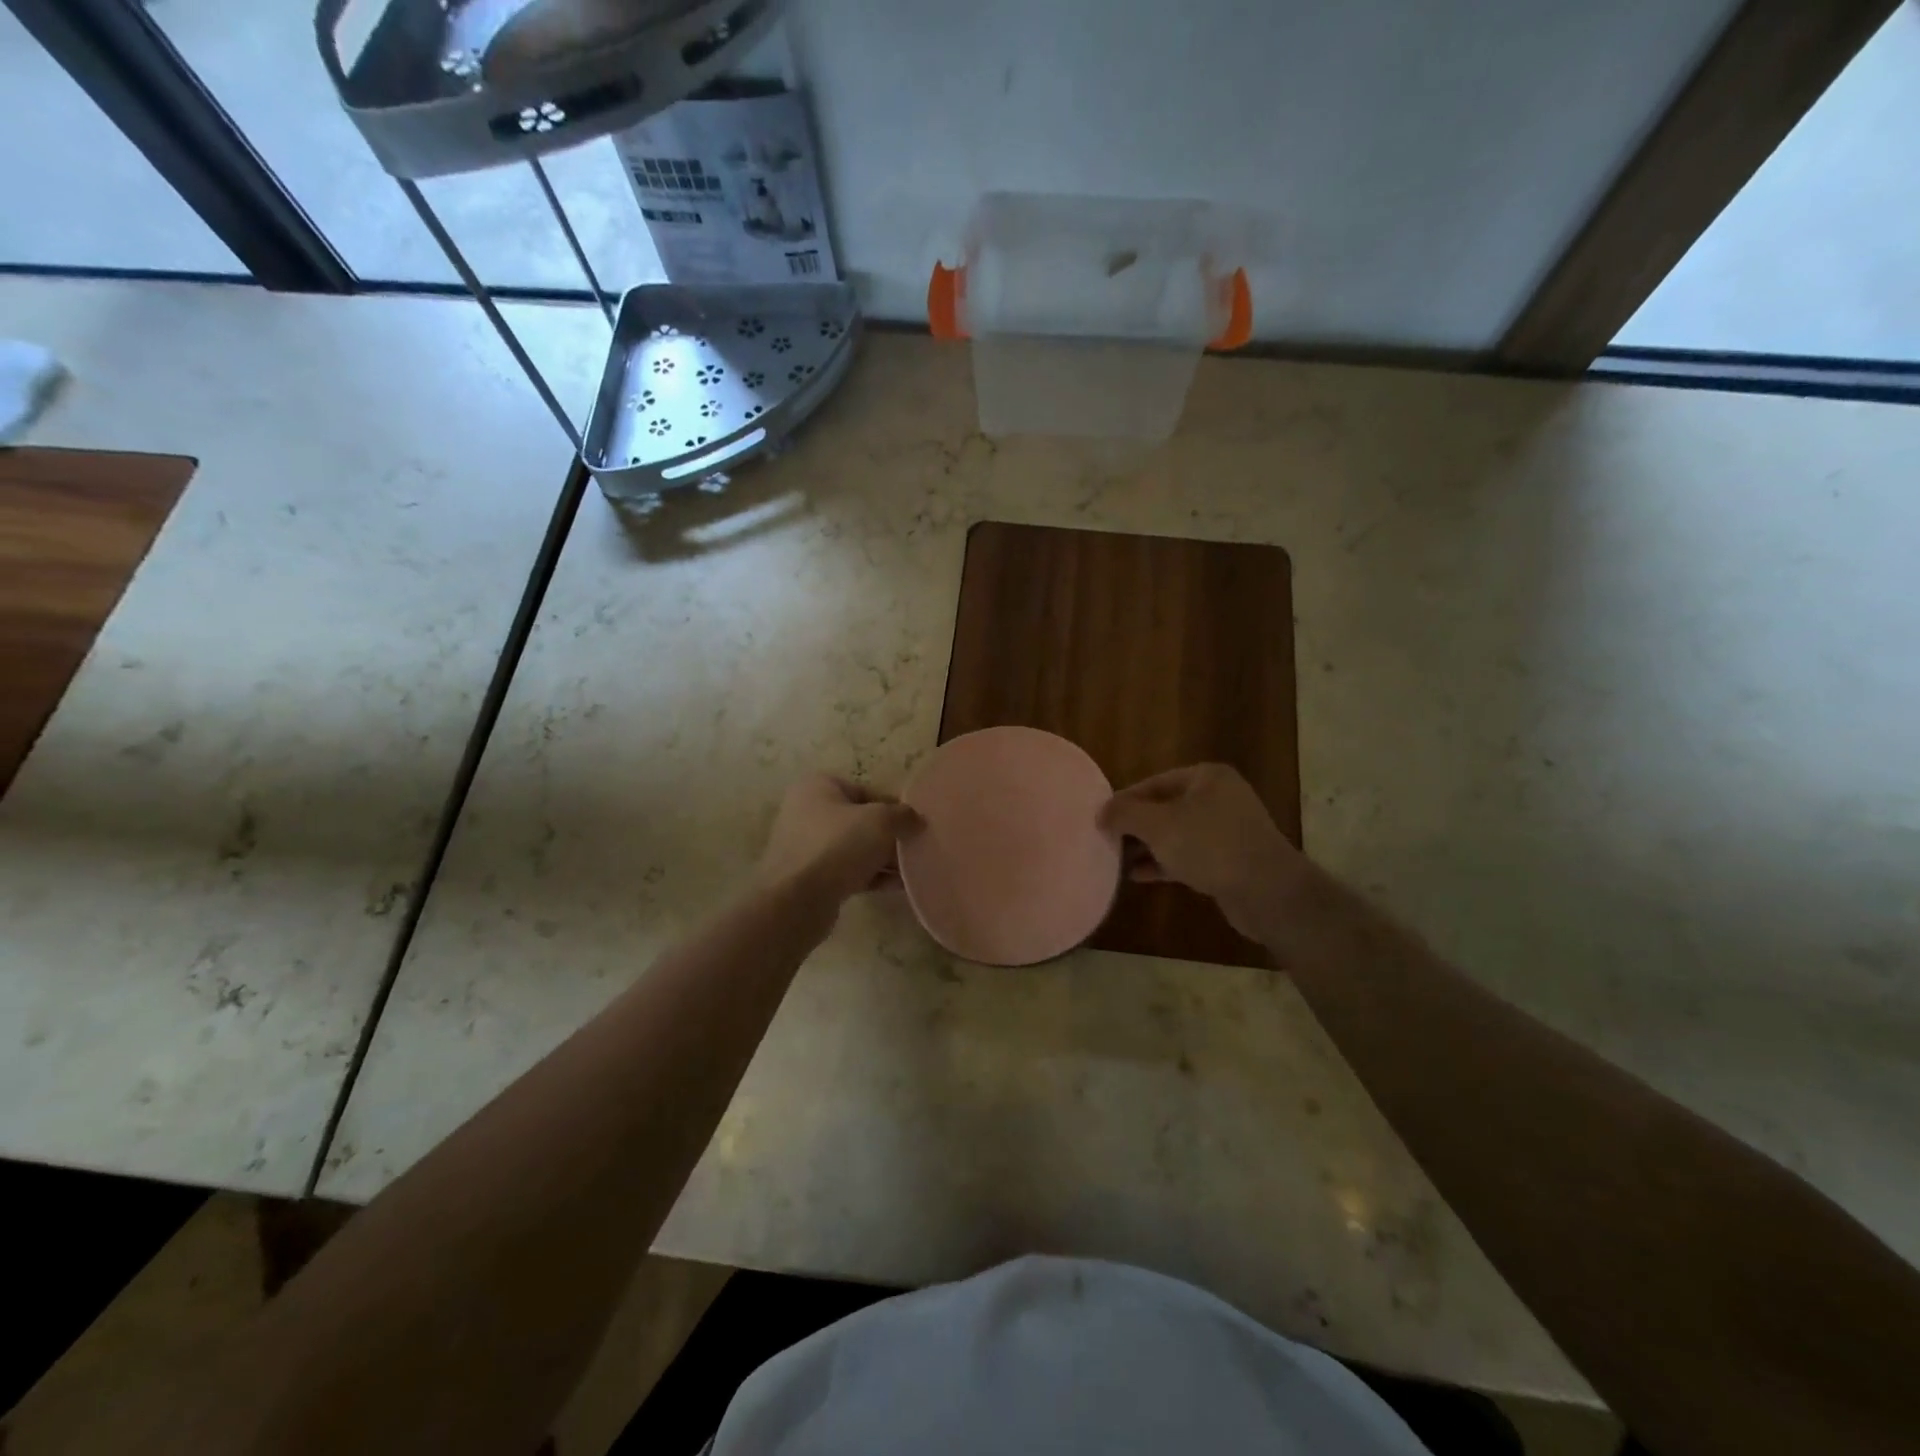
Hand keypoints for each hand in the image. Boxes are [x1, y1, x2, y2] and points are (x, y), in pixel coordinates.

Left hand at [757, 773, 921, 904]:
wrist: (798, 900)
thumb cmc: (838, 845)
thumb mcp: (880, 821)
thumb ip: (903, 815)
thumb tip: (917, 820)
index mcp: (818, 787)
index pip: (865, 791)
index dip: (894, 806)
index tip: (916, 823)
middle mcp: (807, 812)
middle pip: (860, 820)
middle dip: (889, 835)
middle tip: (916, 847)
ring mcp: (806, 846)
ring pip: (855, 848)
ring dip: (883, 858)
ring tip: (914, 869)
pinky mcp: (810, 878)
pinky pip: (849, 871)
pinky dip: (872, 876)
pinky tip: (899, 886)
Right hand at [1098, 764, 1302, 941]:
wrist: (1268, 892)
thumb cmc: (1210, 846)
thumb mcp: (1159, 825)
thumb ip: (1125, 814)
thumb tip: (1102, 812)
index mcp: (1206, 777)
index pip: (1154, 782)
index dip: (1124, 800)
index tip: (1100, 819)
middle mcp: (1219, 797)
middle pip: (1165, 807)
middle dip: (1135, 825)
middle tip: (1105, 840)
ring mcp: (1227, 830)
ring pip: (1176, 833)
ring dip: (1147, 846)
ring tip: (1115, 859)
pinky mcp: (1229, 860)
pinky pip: (1188, 855)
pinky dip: (1164, 863)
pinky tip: (1138, 876)